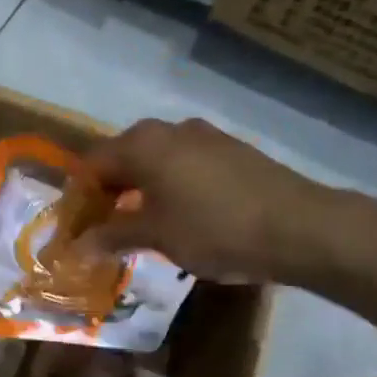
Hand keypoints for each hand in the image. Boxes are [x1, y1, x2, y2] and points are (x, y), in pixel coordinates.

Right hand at [80, 118, 354, 285]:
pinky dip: (171, 185)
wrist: (299, 226)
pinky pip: (185, 164)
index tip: (77, 228)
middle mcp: (169, 129)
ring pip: (156, 160)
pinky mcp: (231, 150)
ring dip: (141, 188)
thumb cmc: (214, 229)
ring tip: (142, 225)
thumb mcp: (157, 236)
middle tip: (105, 228)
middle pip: (123, 157)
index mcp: (143, 144)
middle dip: (110, 191)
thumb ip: (113, 235)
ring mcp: (205, 136)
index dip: (80, 196)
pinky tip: (181, 215)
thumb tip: (78, 246)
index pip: (92, 163)